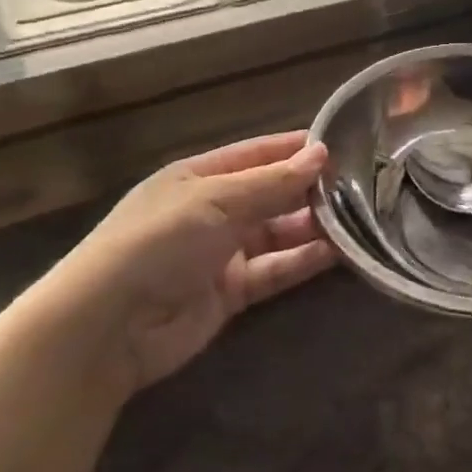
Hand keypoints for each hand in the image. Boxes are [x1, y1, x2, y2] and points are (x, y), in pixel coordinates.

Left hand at [38, 131, 334, 393]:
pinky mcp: (231, 293)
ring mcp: (221, 253)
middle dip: (311, 189)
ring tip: (360, 218)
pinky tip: (338, 252)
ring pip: (278, 233)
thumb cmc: (158, 241)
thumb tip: (321, 153)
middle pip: (271, 194)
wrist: (108, 327)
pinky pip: (275, 270)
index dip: (296, 149)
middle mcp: (212, 211)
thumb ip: (272, 182)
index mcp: (199, 176)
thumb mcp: (216, 200)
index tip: (342, 144)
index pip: (257, 154)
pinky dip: (303, 261)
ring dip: (313, 226)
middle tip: (363, 185)